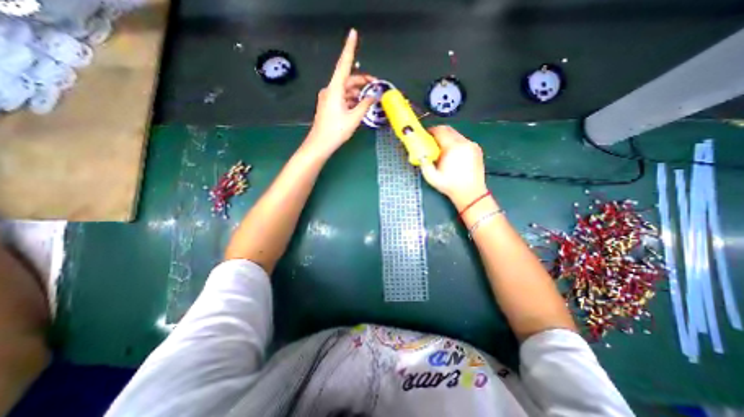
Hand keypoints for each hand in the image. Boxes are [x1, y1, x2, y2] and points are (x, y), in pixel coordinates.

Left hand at [304, 27, 378, 156]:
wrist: (320, 144)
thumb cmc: (337, 130)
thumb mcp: (354, 118)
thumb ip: (365, 105)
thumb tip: (374, 96)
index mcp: (335, 89)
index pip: (344, 64)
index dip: (349, 48)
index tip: (353, 33)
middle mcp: (330, 90)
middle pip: (348, 79)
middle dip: (362, 81)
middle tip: (376, 87)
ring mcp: (328, 98)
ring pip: (346, 90)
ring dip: (358, 92)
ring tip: (370, 99)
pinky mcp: (328, 105)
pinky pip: (342, 97)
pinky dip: (351, 99)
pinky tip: (359, 105)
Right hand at [421, 124, 492, 208]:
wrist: (471, 193)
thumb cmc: (450, 186)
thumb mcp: (432, 177)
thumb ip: (424, 164)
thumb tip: (420, 154)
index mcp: (453, 148)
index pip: (440, 131)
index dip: (431, 131)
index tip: (425, 135)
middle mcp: (464, 143)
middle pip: (449, 130)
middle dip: (439, 132)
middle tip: (431, 140)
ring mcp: (472, 145)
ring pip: (456, 134)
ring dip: (447, 138)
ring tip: (441, 148)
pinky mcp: (476, 149)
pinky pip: (463, 140)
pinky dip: (455, 142)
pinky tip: (452, 153)